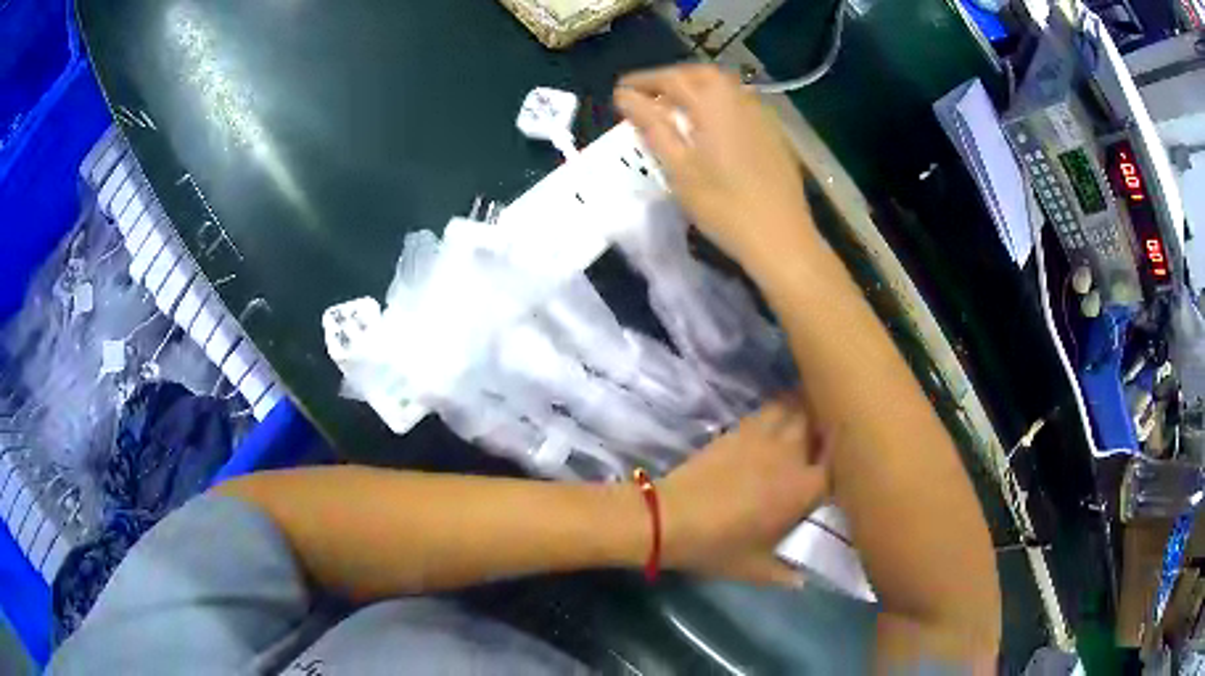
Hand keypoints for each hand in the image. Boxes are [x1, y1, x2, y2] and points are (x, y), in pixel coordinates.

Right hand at [614, 64, 818, 272]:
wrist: (781, 237)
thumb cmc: (724, 206)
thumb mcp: (678, 167)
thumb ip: (651, 125)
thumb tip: (624, 96)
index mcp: (713, 103)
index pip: (671, 78)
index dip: (643, 81)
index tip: (621, 89)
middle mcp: (739, 98)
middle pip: (700, 75)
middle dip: (671, 79)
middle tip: (648, 94)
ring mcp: (761, 114)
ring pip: (723, 87)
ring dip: (695, 88)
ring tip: (674, 106)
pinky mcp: (773, 133)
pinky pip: (739, 103)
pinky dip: (716, 102)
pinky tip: (709, 123)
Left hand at [659, 398, 831, 585]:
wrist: (670, 517)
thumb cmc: (717, 546)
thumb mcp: (754, 569)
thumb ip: (785, 575)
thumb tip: (803, 581)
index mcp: (803, 489)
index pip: (840, 463)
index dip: (848, 462)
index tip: (848, 466)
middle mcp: (791, 455)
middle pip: (822, 423)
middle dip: (829, 426)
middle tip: (830, 436)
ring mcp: (764, 436)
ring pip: (797, 407)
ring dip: (806, 410)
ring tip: (809, 418)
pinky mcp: (739, 428)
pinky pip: (769, 409)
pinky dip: (780, 409)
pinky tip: (777, 420)